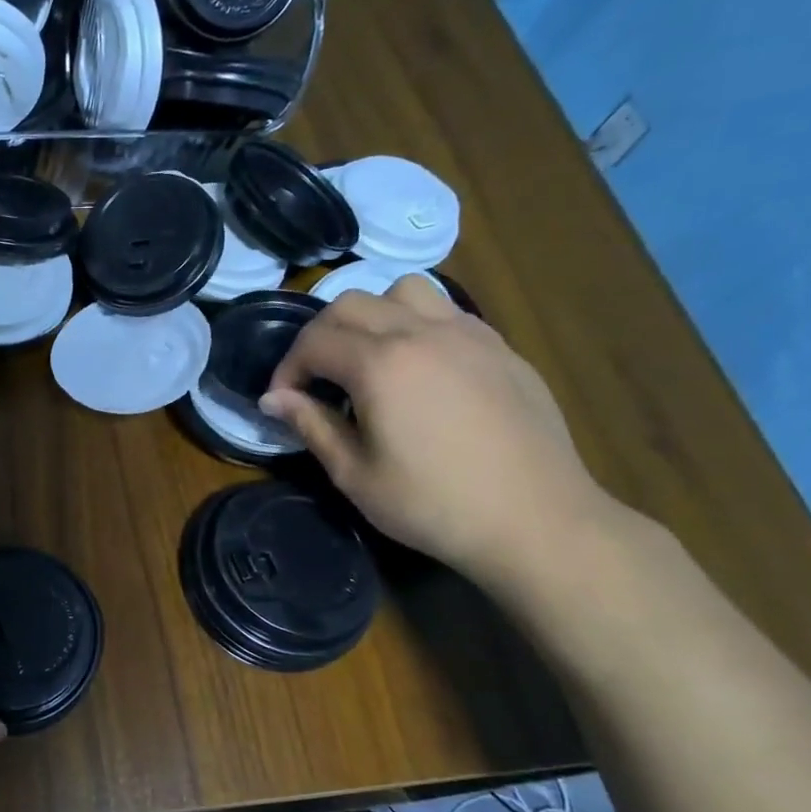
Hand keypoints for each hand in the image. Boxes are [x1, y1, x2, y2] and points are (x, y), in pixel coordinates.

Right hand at [261, 276, 615, 586]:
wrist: (535, 520)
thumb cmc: (433, 505)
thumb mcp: (355, 475)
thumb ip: (311, 425)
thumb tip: (274, 399)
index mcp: (381, 365)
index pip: (314, 341)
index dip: (287, 368)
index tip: (282, 401)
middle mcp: (422, 333)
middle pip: (351, 303)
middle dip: (319, 335)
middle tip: (315, 378)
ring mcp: (468, 334)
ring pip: (404, 291)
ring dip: (371, 315)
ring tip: (369, 358)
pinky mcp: (500, 347)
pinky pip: (446, 312)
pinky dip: (416, 325)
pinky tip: (419, 370)